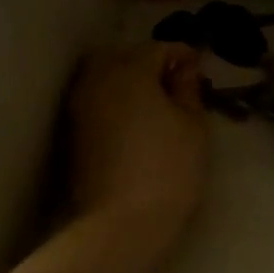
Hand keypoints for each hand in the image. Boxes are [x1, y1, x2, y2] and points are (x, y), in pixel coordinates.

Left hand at [67, 43, 208, 243]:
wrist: (121, 223)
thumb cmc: (168, 168)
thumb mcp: (193, 125)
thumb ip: (188, 88)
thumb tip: (183, 68)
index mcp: (129, 70)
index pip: (159, 48)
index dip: (183, 56)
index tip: (200, 70)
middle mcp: (97, 79)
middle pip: (125, 56)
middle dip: (149, 63)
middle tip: (176, 85)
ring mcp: (80, 106)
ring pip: (106, 77)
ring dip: (129, 82)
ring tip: (157, 106)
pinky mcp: (73, 133)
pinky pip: (98, 101)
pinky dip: (116, 102)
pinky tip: (136, 123)